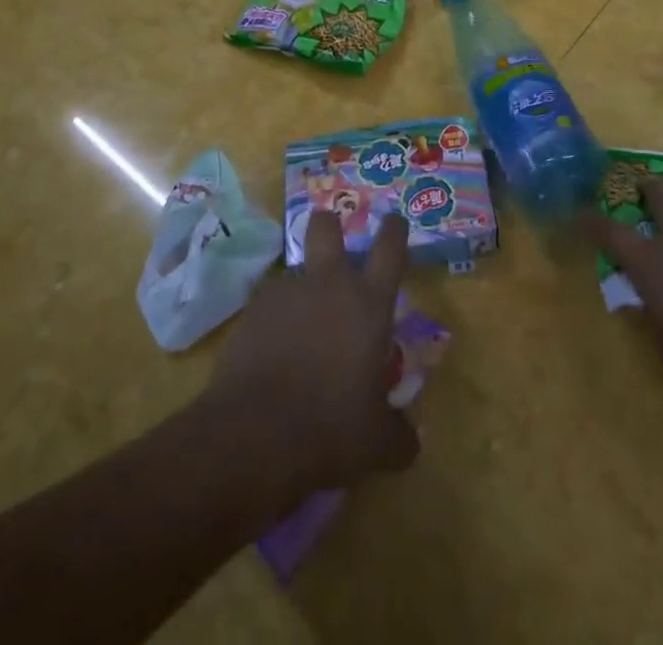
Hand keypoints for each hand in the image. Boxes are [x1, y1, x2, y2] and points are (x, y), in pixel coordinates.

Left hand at [205, 211, 417, 494]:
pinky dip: (273, 322)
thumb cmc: (331, 429)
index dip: (394, 229)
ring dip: (301, 290)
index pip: (390, 248)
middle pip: (327, 227)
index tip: (395, 220)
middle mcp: (329, 285)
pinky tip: (271, 354)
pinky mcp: (250, 314)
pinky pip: (268, 306)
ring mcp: (286, 294)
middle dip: (330, 223)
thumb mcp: (377, 443)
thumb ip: (399, 435)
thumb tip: (412, 441)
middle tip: (332, 233)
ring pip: (295, 271)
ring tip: (299, 328)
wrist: (254, 436)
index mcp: (369, 303)